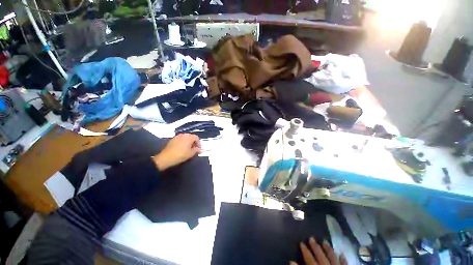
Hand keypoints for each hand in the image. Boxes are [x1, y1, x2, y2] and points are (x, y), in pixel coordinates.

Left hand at [153, 133, 200, 170]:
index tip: (199, 149)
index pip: (197, 138)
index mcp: (189, 137)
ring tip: (188, 149)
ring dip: (188, 142)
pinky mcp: (173, 139)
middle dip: (194, 142)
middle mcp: (183, 135)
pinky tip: (182, 148)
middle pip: (191, 137)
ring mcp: (177, 136)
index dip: (199, 143)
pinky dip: (183, 143)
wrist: (166, 157)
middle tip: (194, 149)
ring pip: (185, 138)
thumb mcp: (191, 153)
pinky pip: (180, 139)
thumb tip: (200, 149)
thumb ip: (196, 150)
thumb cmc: (181, 155)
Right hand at [290, 237, 346, 264]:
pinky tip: (341, 254)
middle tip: (311, 238)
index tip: (301, 242)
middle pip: (321, 256)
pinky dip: (343, 260)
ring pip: (333, 258)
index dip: (305, 251)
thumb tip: (291, 262)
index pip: (310, 259)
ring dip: (328, 250)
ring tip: (325, 241)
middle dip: (316, 247)